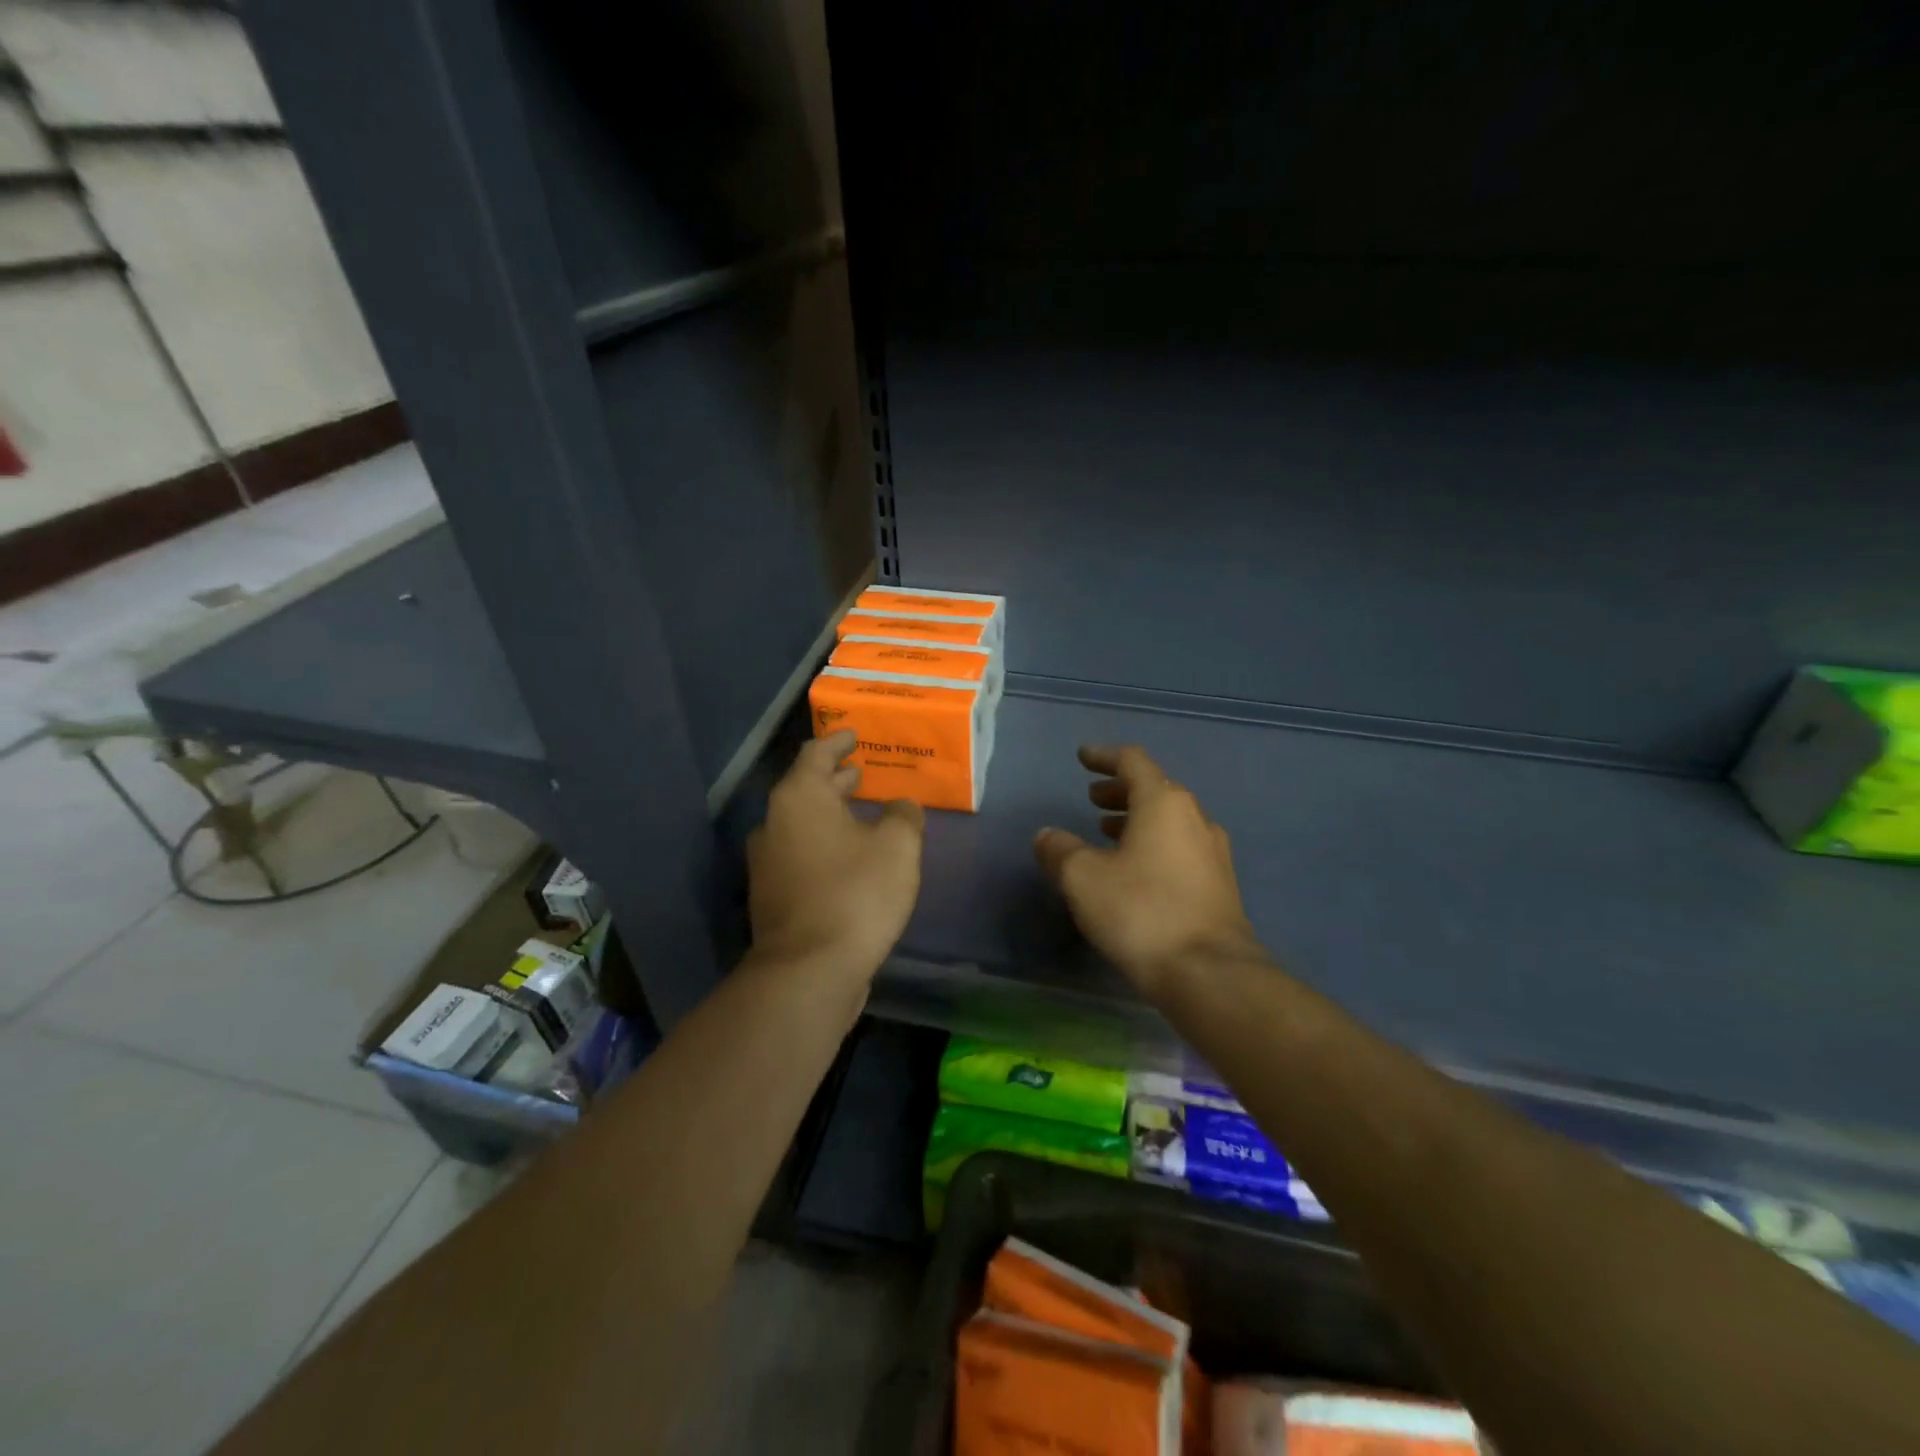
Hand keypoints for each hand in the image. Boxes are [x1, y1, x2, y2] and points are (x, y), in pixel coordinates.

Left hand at [747, 730, 925, 982]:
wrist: (809, 971)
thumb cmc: (856, 894)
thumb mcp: (898, 846)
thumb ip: (903, 816)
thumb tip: (900, 806)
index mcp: (799, 798)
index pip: (816, 754)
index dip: (837, 742)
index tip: (854, 735)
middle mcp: (774, 823)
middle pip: (805, 788)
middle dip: (835, 779)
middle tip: (862, 772)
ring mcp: (768, 862)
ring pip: (802, 823)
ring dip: (830, 813)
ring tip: (861, 812)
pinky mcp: (772, 896)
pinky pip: (801, 853)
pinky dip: (824, 843)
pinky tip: (851, 857)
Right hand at [1034, 745, 1259, 997]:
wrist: (1210, 973)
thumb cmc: (1141, 912)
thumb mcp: (1083, 879)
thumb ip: (1059, 850)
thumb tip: (1047, 835)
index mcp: (1164, 803)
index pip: (1132, 762)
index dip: (1104, 756)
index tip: (1082, 757)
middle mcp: (1194, 818)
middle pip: (1155, 789)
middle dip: (1120, 790)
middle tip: (1092, 799)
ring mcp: (1212, 852)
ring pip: (1170, 820)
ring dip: (1137, 819)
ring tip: (1107, 833)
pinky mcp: (1219, 885)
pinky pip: (1180, 847)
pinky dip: (1153, 844)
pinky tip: (1136, 871)